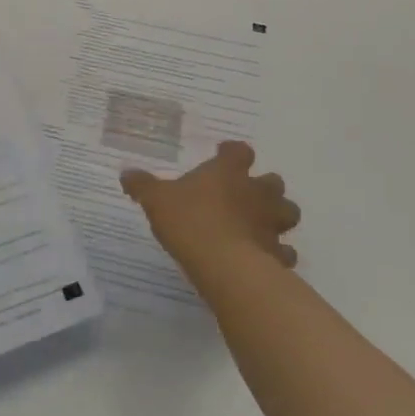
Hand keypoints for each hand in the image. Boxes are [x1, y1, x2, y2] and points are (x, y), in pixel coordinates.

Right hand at [121, 141, 299, 281]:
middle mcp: (255, 192)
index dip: (233, 152)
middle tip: (246, 195)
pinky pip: (284, 251)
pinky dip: (277, 253)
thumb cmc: (189, 220)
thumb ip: (143, 186)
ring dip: (278, 216)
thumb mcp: (156, 200)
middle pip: (273, 181)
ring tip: (261, 225)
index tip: (223, 154)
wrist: (223, 264)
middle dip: (263, 186)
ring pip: (288, 212)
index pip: (239, 151)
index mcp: (228, 173)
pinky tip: (264, 258)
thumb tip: (126, 173)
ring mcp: (271, 223)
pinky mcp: (277, 254)